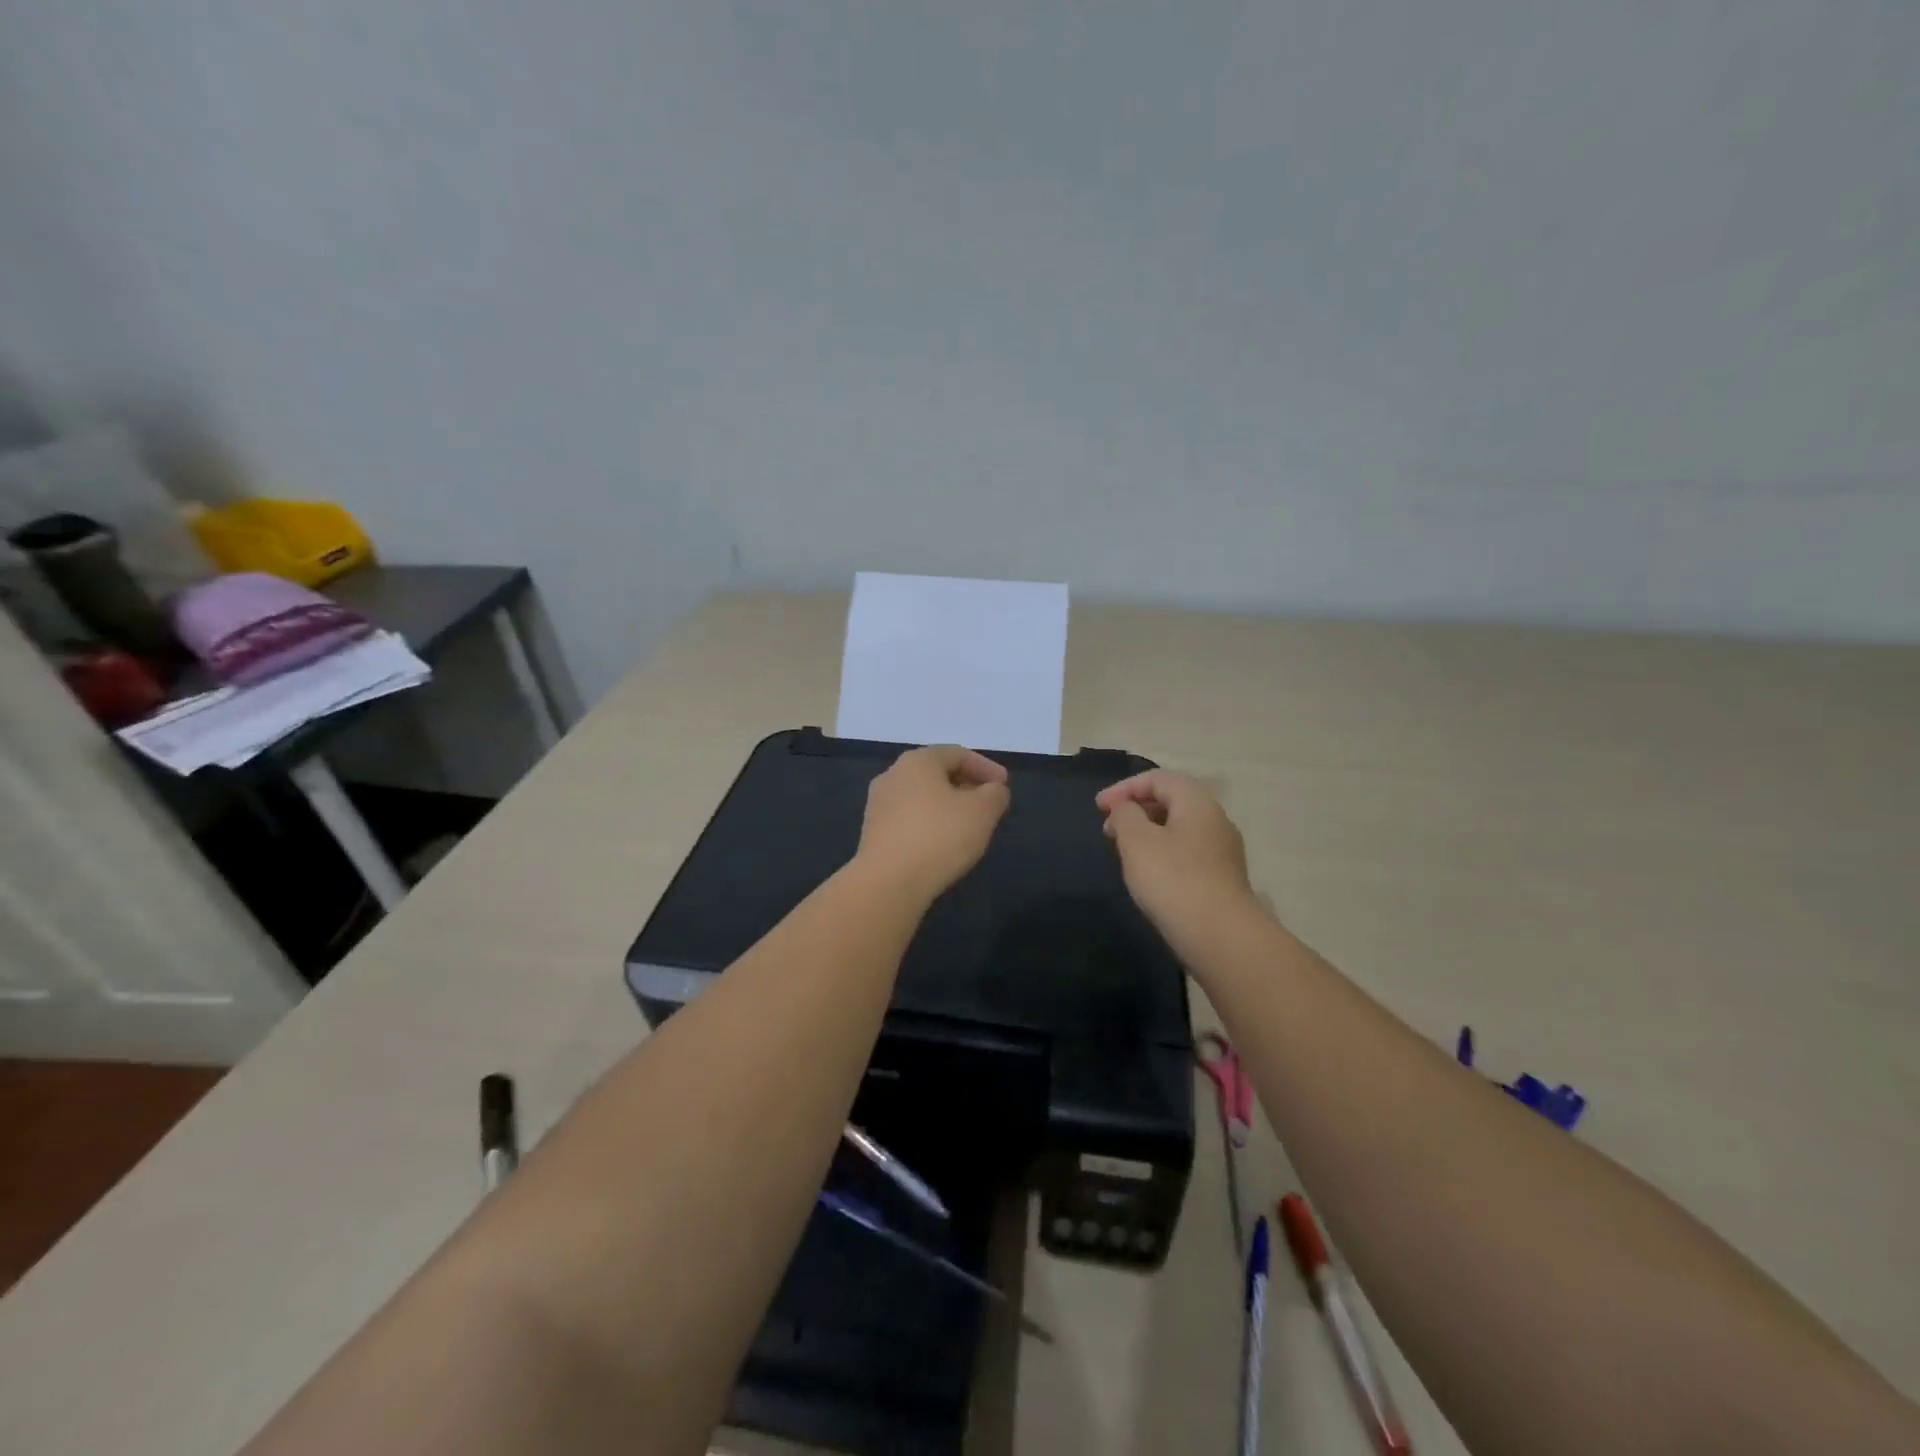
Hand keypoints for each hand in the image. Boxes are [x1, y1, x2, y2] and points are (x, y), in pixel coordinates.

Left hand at [855, 745, 1011, 901]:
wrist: (888, 883)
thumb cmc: (939, 837)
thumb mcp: (982, 812)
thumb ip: (995, 794)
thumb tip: (993, 790)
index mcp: (917, 761)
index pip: (957, 754)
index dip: (986, 767)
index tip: (1004, 786)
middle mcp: (892, 775)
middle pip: (937, 773)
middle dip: (966, 785)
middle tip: (988, 804)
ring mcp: (878, 804)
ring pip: (922, 797)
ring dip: (948, 806)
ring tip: (969, 826)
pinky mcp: (872, 832)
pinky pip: (909, 819)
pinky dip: (930, 824)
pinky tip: (943, 844)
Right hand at [1096, 769, 1256, 941]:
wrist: (1222, 937)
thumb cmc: (1173, 880)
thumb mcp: (1136, 841)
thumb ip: (1125, 815)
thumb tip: (1126, 810)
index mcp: (1197, 802)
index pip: (1158, 778)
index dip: (1124, 787)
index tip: (1098, 808)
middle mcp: (1215, 819)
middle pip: (1172, 800)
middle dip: (1137, 809)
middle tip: (1109, 829)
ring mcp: (1223, 851)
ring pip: (1180, 828)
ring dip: (1149, 832)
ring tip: (1124, 852)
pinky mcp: (1223, 878)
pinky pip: (1188, 853)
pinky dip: (1163, 853)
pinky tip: (1149, 876)